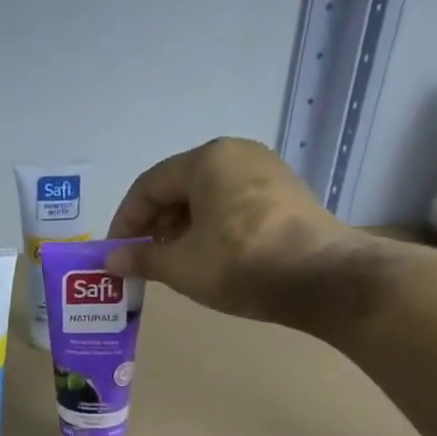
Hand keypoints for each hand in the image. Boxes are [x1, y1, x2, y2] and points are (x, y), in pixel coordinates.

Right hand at [105, 137, 371, 326]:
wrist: (325, 280)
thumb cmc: (240, 262)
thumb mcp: (181, 265)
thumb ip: (141, 258)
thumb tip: (111, 260)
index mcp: (207, 160)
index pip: (149, 186)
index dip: (126, 220)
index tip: (116, 252)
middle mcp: (237, 155)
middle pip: (179, 187)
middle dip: (154, 224)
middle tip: (141, 257)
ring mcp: (268, 172)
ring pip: (207, 197)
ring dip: (181, 228)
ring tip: (171, 261)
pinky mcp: (288, 195)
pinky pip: (233, 204)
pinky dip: (211, 227)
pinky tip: (207, 256)